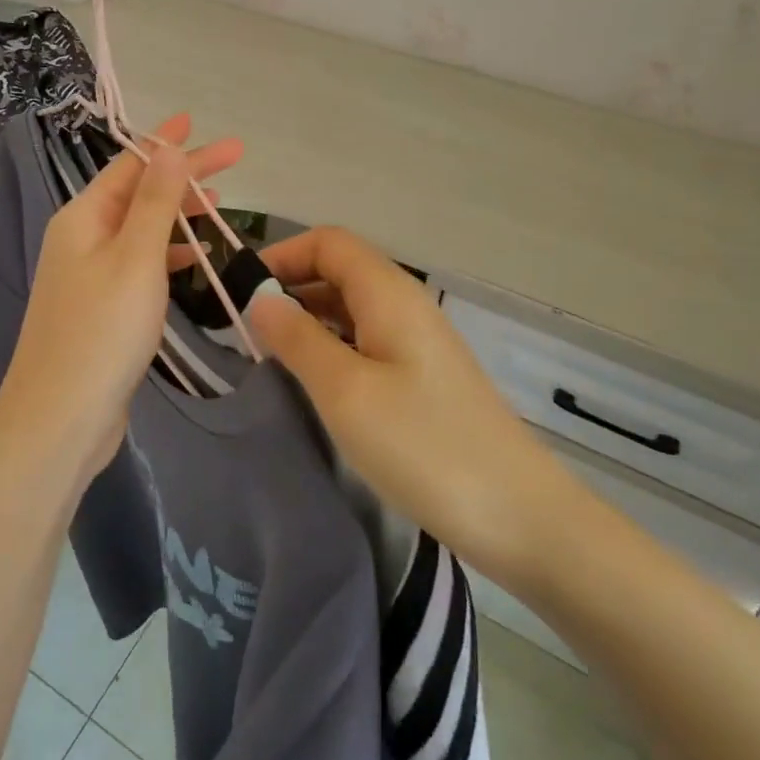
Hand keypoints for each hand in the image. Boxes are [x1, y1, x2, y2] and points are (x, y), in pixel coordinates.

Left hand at [0, 114, 241, 481]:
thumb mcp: (136, 258)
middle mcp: (82, 238)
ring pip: (142, 229)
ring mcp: (90, 275)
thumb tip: (167, 147)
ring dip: (179, 214)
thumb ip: (155, 202)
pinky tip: (198, 259)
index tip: (200, 124)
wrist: (61, 419)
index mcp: (83, 217)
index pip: (131, 165)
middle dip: (183, 176)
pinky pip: (140, 264)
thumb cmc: (102, 331)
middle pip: (139, 194)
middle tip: (234, 160)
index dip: (167, 143)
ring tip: (221, 204)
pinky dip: (170, 254)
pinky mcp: (103, 308)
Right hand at [247, 228, 580, 581]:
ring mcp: (418, 342)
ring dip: (309, 320)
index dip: (282, 255)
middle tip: (245, 329)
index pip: (328, 243)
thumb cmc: (424, 445)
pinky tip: (314, 382)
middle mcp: (406, 305)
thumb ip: (297, 339)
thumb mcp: (345, 391)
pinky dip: (332, 346)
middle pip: (340, 270)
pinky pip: (367, 341)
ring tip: (269, 356)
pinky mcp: (424, 377)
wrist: (520, 516)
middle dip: (290, 287)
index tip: (239, 291)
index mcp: (389, 293)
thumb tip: (260, 299)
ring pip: (352, 308)